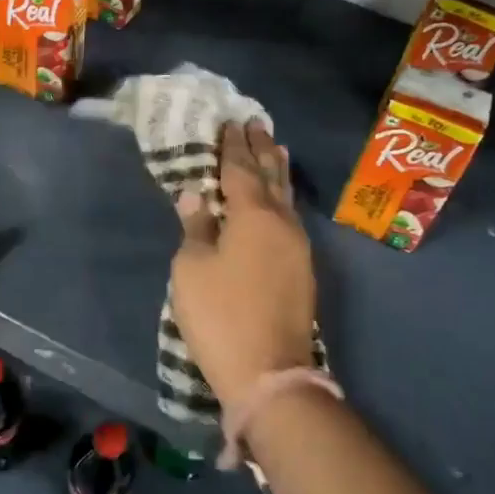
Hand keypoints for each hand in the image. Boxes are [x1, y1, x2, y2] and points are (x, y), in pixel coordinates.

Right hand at [170, 120, 316, 409]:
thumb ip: (195, 227)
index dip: (233, 145)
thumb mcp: (193, 268)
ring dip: (278, 170)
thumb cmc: (221, 314)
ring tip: (275, 148)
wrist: (269, 372)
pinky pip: (291, 217)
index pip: (241, 168)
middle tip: (256, 123)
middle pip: (271, 175)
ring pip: (286, 196)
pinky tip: (280, 199)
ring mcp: (298, 246)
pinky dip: (283, 197)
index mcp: (253, 214)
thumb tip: (194, 195)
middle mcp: (282, 221)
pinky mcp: (302, 269)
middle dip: (261, 148)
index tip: (230, 122)